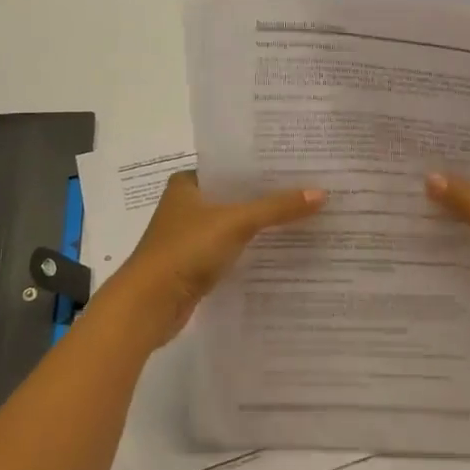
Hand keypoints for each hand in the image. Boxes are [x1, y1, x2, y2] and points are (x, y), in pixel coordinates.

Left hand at [96, 171, 324, 350]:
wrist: (148, 305)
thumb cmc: (186, 251)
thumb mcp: (235, 222)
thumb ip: (277, 208)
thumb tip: (321, 194)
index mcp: (188, 183)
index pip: (233, 166)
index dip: (264, 166)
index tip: (300, 164)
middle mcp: (187, 205)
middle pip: (237, 195)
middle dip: (269, 196)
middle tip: (311, 190)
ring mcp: (191, 236)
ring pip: (236, 224)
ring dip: (263, 224)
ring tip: (305, 217)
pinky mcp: (196, 264)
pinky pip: (233, 249)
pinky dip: (253, 249)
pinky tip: (283, 249)